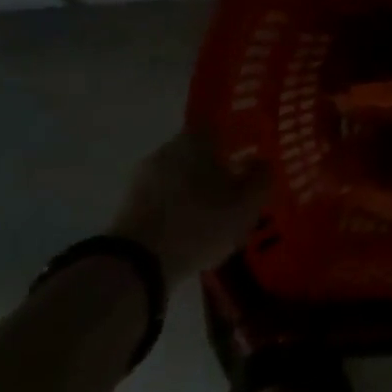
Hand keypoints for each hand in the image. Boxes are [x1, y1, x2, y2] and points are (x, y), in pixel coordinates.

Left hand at [108, 127, 270, 284]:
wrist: (134, 265)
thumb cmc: (198, 223)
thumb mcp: (246, 205)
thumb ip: (261, 178)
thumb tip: (262, 162)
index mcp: (197, 137)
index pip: (223, 126)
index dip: (240, 140)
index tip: (252, 159)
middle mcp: (168, 147)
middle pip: (201, 152)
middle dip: (219, 169)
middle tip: (238, 191)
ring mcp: (144, 176)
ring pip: (182, 176)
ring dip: (197, 191)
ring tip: (215, 217)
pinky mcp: (129, 204)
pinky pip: (165, 198)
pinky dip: (179, 209)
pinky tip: (191, 231)